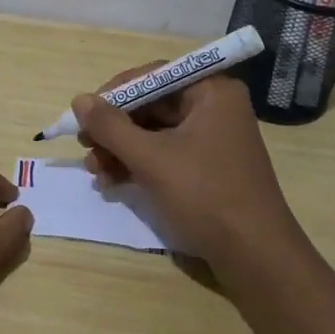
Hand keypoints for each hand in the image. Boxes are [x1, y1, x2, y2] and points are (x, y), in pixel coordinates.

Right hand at [71, 67, 305, 281]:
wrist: (255, 257)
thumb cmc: (205, 196)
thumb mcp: (150, 159)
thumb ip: (111, 127)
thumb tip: (79, 100)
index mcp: (212, 92)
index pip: (153, 76)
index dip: (115, 94)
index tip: (85, 115)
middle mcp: (215, 108)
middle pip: (151, 105)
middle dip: (115, 129)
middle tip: (85, 148)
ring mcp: (213, 139)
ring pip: (154, 133)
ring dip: (121, 150)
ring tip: (95, 173)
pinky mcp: (208, 167)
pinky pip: (165, 154)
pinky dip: (138, 165)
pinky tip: (113, 183)